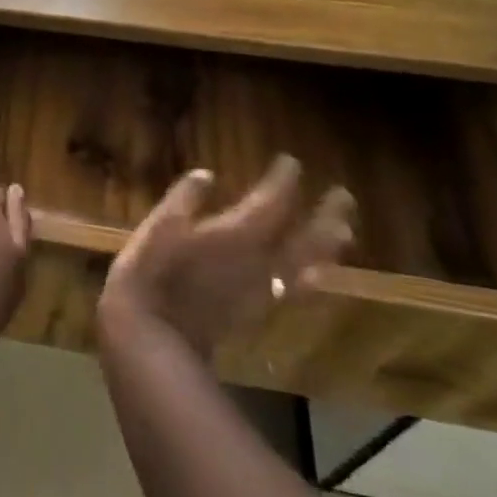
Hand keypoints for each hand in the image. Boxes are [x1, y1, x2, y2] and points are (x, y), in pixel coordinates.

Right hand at [99, 156, 353, 360]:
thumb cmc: (152, 272)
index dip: (283, 179)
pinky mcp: (256, 312)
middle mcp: (262, 260)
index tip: (291, 161)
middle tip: (344, 196)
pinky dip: (312, 280)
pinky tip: (315, 277)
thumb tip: (206, 174)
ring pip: (308, 267)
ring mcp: (262, 290)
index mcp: (239, 233)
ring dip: (328, 249)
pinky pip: (296, 292)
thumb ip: (185, 198)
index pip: (272, 201)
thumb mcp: (160, 225)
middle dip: (326, 214)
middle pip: (306, 237)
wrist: (152, 335)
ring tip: (344, 234)